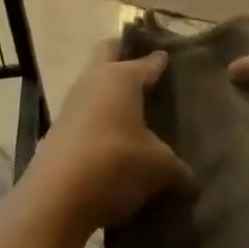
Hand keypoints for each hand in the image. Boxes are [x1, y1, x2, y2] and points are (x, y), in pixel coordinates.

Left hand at [25, 43, 196, 236]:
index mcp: (122, 77)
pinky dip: (97, 119)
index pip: (147, 61)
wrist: (57, 196)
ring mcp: (72, 102)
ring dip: (108, 91)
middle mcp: (95, 79)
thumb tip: (192, 181)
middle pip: (108, 51)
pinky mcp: (58, 128)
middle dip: (124, 54)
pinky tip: (112, 140)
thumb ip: (178, 169)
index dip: (160, 61)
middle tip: (144, 70)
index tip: (169, 59)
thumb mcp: (158, 168)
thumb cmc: (115, 162)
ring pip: (93, 82)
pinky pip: (84, 112)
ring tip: (131, 111)